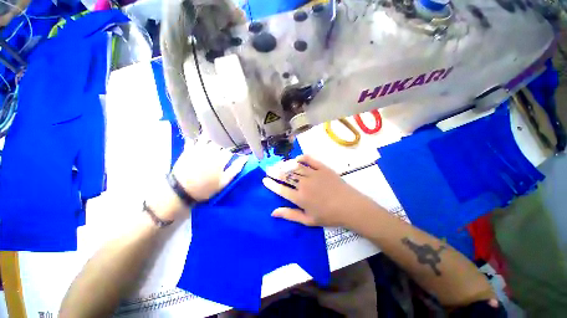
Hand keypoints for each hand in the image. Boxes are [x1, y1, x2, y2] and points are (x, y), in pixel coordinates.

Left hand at [172, 140, 247, 201]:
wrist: (181, 191)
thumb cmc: (206, 188)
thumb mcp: (224, 182)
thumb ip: (235, 168)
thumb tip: (246, 158)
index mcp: (220, 158)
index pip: (231, 149)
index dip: (235, 150)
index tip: (236, 152)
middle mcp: (210, 150)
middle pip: (220, 141)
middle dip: (225, 143)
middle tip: (225, 147)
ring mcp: (198, 148)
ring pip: (208, 137)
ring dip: (213, 138)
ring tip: (215, 140)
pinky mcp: (188, 149)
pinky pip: (194, 139)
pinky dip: (198, 139)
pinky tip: (200, 141)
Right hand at [262, 155, 375, 227]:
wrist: (349, 206)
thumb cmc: (329, 216)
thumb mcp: (308, 220)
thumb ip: (290, 215)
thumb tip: (273, 212)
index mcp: (300, 197)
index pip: (281, 189)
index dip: (271, 184)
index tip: (264, 179)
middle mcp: (304, 184)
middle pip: (286, 176)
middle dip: (275, 172)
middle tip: (268, 168)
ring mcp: (313, 174)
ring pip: (295, 167)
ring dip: (285, 165)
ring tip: (278, 163)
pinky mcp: (323, 168)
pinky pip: (310, 160)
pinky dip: (302, 158)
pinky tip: (296, 158)